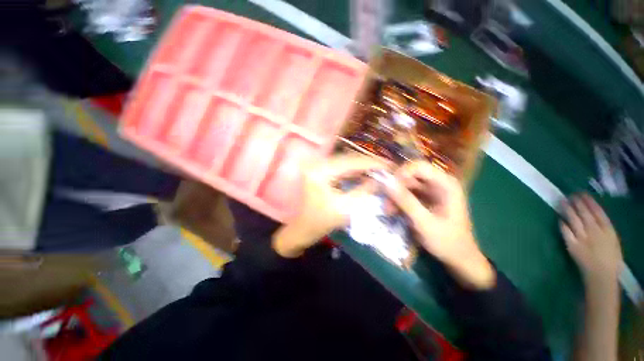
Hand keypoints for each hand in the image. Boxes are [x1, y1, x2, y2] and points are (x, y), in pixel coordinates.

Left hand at [273, 154, 388, 257]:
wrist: (302, 229)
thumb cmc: (320, 223)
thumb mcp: (345, 210)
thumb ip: (364, 192)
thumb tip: (381, 179)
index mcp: (320, 172)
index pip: (350, 162)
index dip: (372, 162)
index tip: (390, 165)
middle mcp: (317, 163)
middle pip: (348, 158)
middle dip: (369, 163)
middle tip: (388, 167)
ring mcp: (318, 165)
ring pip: (346, 162)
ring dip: (363, 166)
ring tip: (380, 169)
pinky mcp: (320, 170)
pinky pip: (341, 167)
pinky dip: (355, 170)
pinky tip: (366, 173)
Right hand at [384, 161, 494, 288]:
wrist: (459, 258)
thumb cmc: (447, 241)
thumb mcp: (424, 222)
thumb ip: (406, 201)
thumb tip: (386, 183)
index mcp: (446, 184)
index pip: (419, 167)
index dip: (402, 173)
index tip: (389, 187)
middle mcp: (438, 183)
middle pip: (410, 175)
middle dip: (396, 187)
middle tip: (386, 202)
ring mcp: (431, 191)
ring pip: (406, 185)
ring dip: (395, 196)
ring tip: (388, 210)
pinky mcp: (424, 199)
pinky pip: (407, 194)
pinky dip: (398, 201)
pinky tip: (392, 211)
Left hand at [560, 193, 622, 284]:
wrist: (602, 276)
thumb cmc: (611, 259)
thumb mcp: (613, 241)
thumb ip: (605, 228)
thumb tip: (595, 215)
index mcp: (608, 230)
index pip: (598, 212)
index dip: (589, 202)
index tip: (583, 194)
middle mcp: (595, 232)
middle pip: (585, 214)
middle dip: (577, 203)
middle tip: (571, 194)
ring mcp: (583, 238)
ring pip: (574, 220)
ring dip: (568, 210)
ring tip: (563, 201)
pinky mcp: (572, 245)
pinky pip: (566, 232)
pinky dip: (563, 224)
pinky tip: (560, 218)